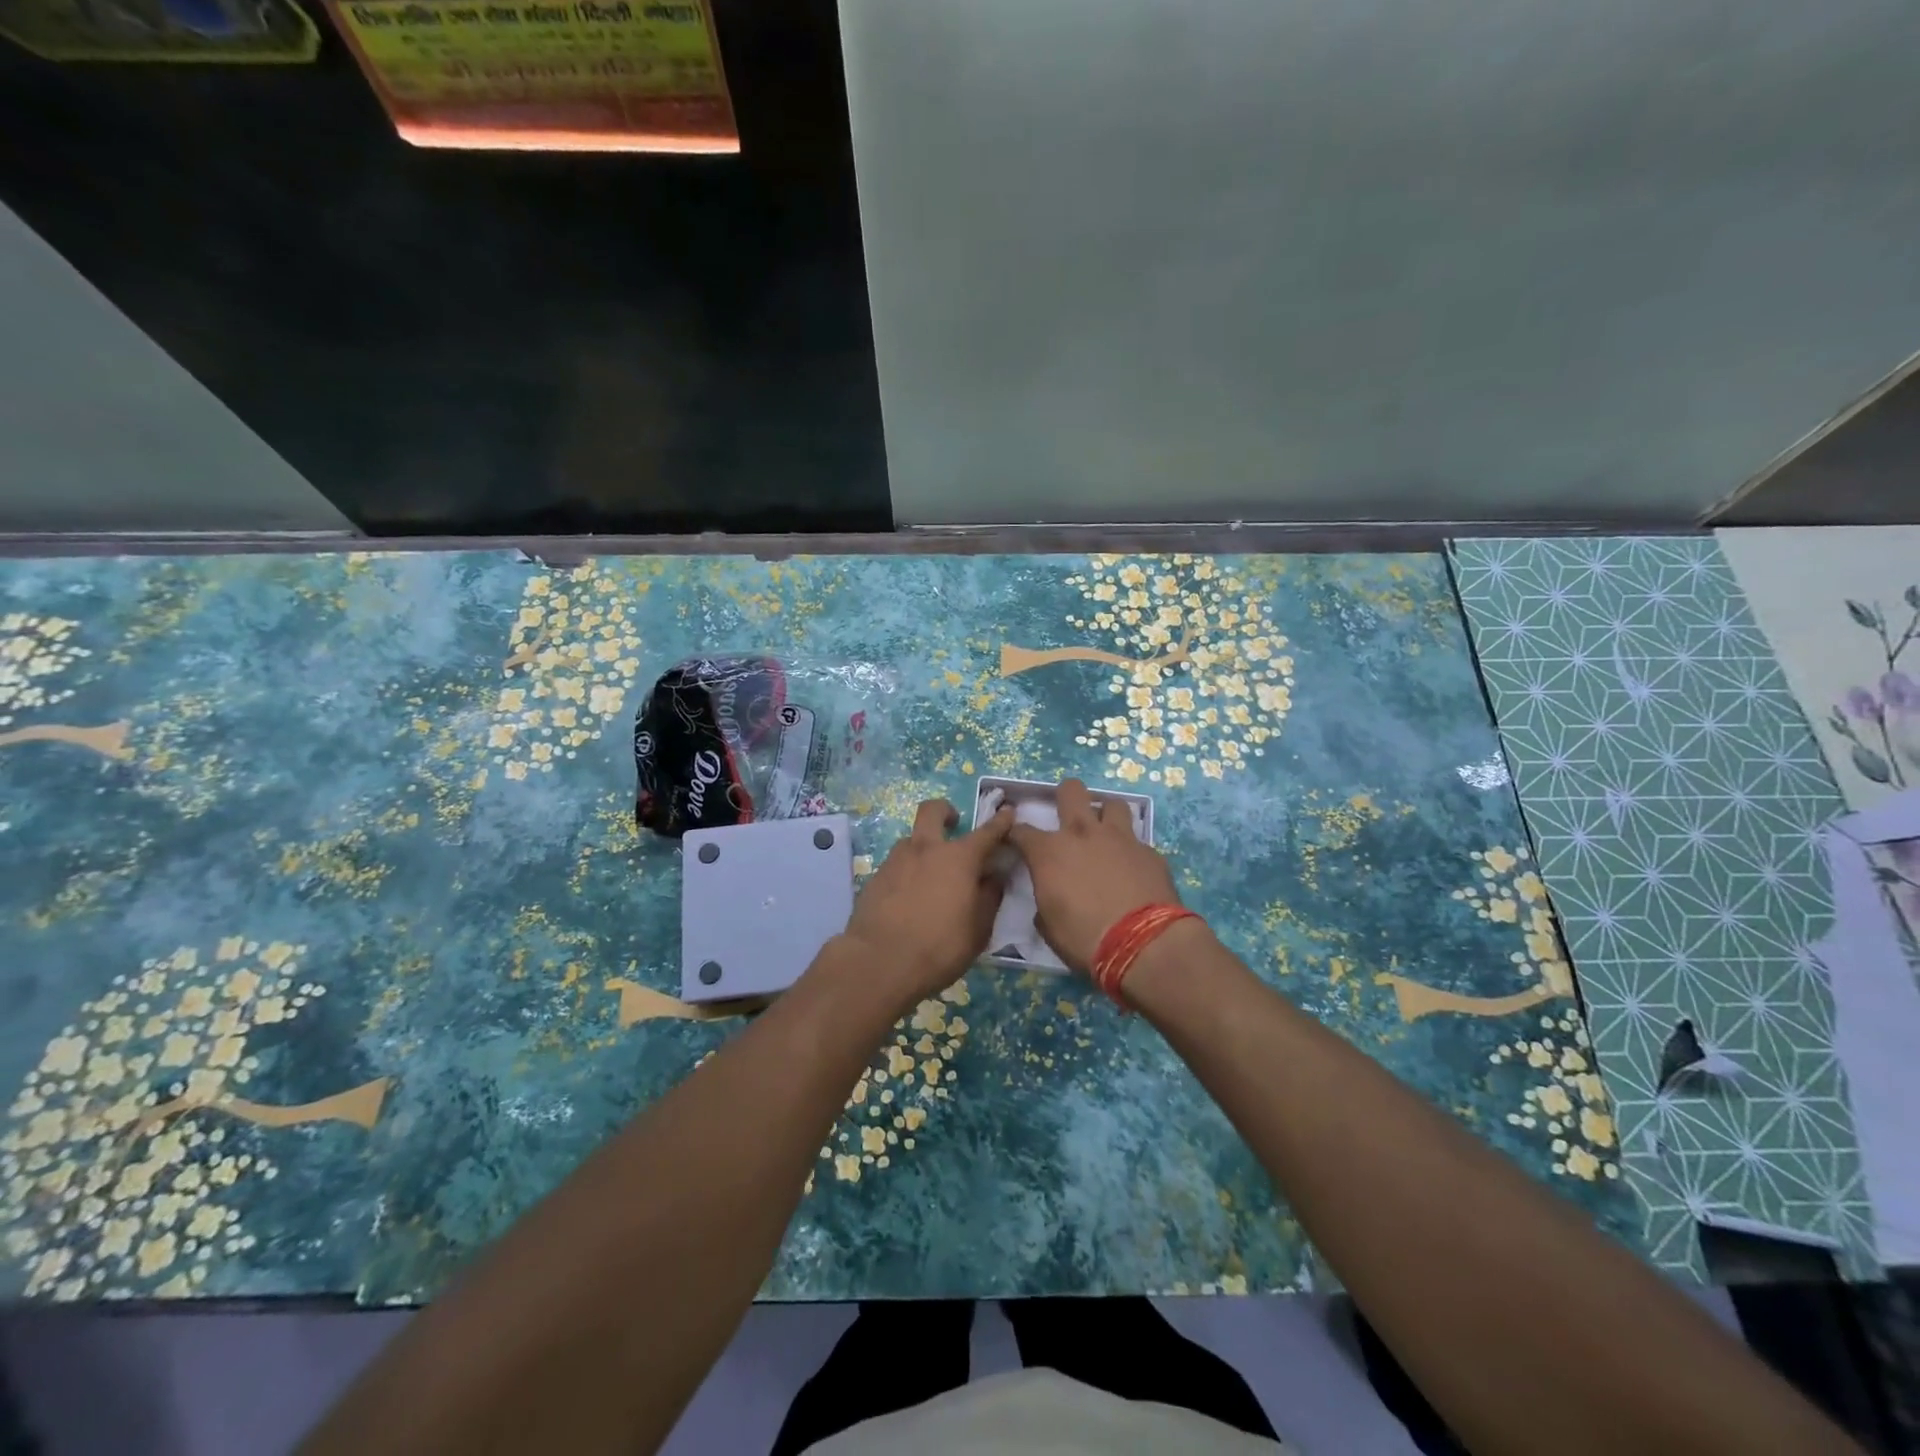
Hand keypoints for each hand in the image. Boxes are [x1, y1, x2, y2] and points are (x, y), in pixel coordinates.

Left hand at [836, 799, 1013, 1008]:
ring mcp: (896, 860)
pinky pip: (897, 865)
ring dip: (924, 846)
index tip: (1007, 811)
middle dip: (945, 811)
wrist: (879, 962)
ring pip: (912, 839)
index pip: (986, 832)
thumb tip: (994, 877)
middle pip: (932, 811)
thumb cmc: (939, 946)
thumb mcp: (978, 929)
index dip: (1000, 821)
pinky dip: (908, 872)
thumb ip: (989, 897)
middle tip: (954, 823)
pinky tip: (910, 897)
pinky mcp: (876, 877)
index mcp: (959, 858)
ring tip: (932, 875)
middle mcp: (926, 849)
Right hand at [1008, 778, 1181, 972]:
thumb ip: (1045, 903)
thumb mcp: (1050, 927)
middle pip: (1071, 790)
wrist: (1144, 944)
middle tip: (1068, 817)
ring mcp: (1120, 838)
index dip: (1016, 834)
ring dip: (1105, 815)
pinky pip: (1137, 840)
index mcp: (1050, 852)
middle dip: (1065, 796)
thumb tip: (1049, 899)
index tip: (1016, 840)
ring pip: (1112, 803)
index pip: (1022, 831)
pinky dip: (1130, 850)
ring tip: (1105, 833)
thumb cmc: (1085, 939)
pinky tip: (1132, 868)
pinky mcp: (1149, 851)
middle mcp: (1083, 833)